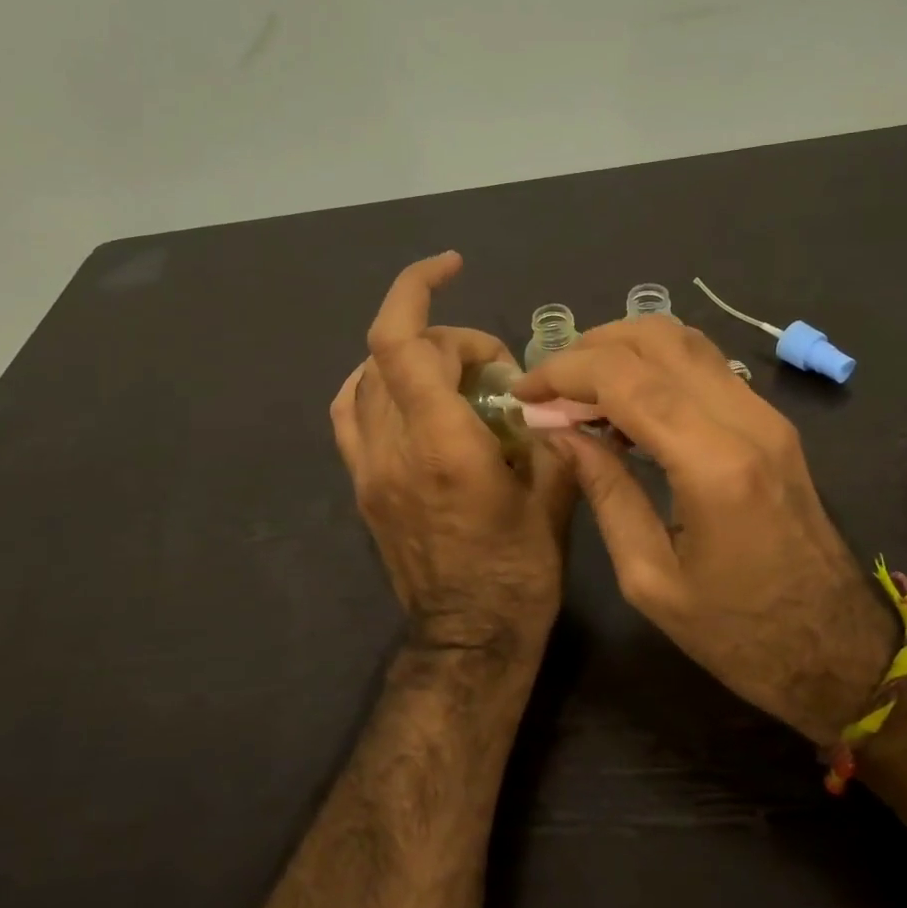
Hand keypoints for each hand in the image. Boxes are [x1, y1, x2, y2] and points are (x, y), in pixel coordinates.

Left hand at [332, 253, 575, 661]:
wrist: (469, 640)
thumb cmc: (521, 573)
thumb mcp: (555, 496)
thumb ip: (548, 431)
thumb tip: (545, 393)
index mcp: (443, 445)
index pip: (403, 342)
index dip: (419, 287)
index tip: (454, 267)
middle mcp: (393, 448)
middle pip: (394, 351)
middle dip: (448, 338)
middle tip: (494, 368)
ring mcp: (368, 468)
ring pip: (368, 376)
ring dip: (413, 356)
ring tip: (456, 375)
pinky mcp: (362, 486)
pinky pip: (351, 413)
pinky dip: (375, 384)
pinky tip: (410, 392)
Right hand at [514, 317, 891, 741]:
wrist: (835, 649)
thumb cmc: (737, 633)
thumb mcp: (648, 577)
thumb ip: (603, 491)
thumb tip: (558, 431)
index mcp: (714, 465)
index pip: (626, 378)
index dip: (564, 372)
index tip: (523, 392)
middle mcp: (747, 421)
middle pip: (657, 338)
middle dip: (589, 348)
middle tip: (549, 386)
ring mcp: (767, 415)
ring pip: (685, 340)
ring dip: (623, 348)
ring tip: (579, 389)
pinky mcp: (772, 422)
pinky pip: (704, 366)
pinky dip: (654, 365)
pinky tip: (625, 404)